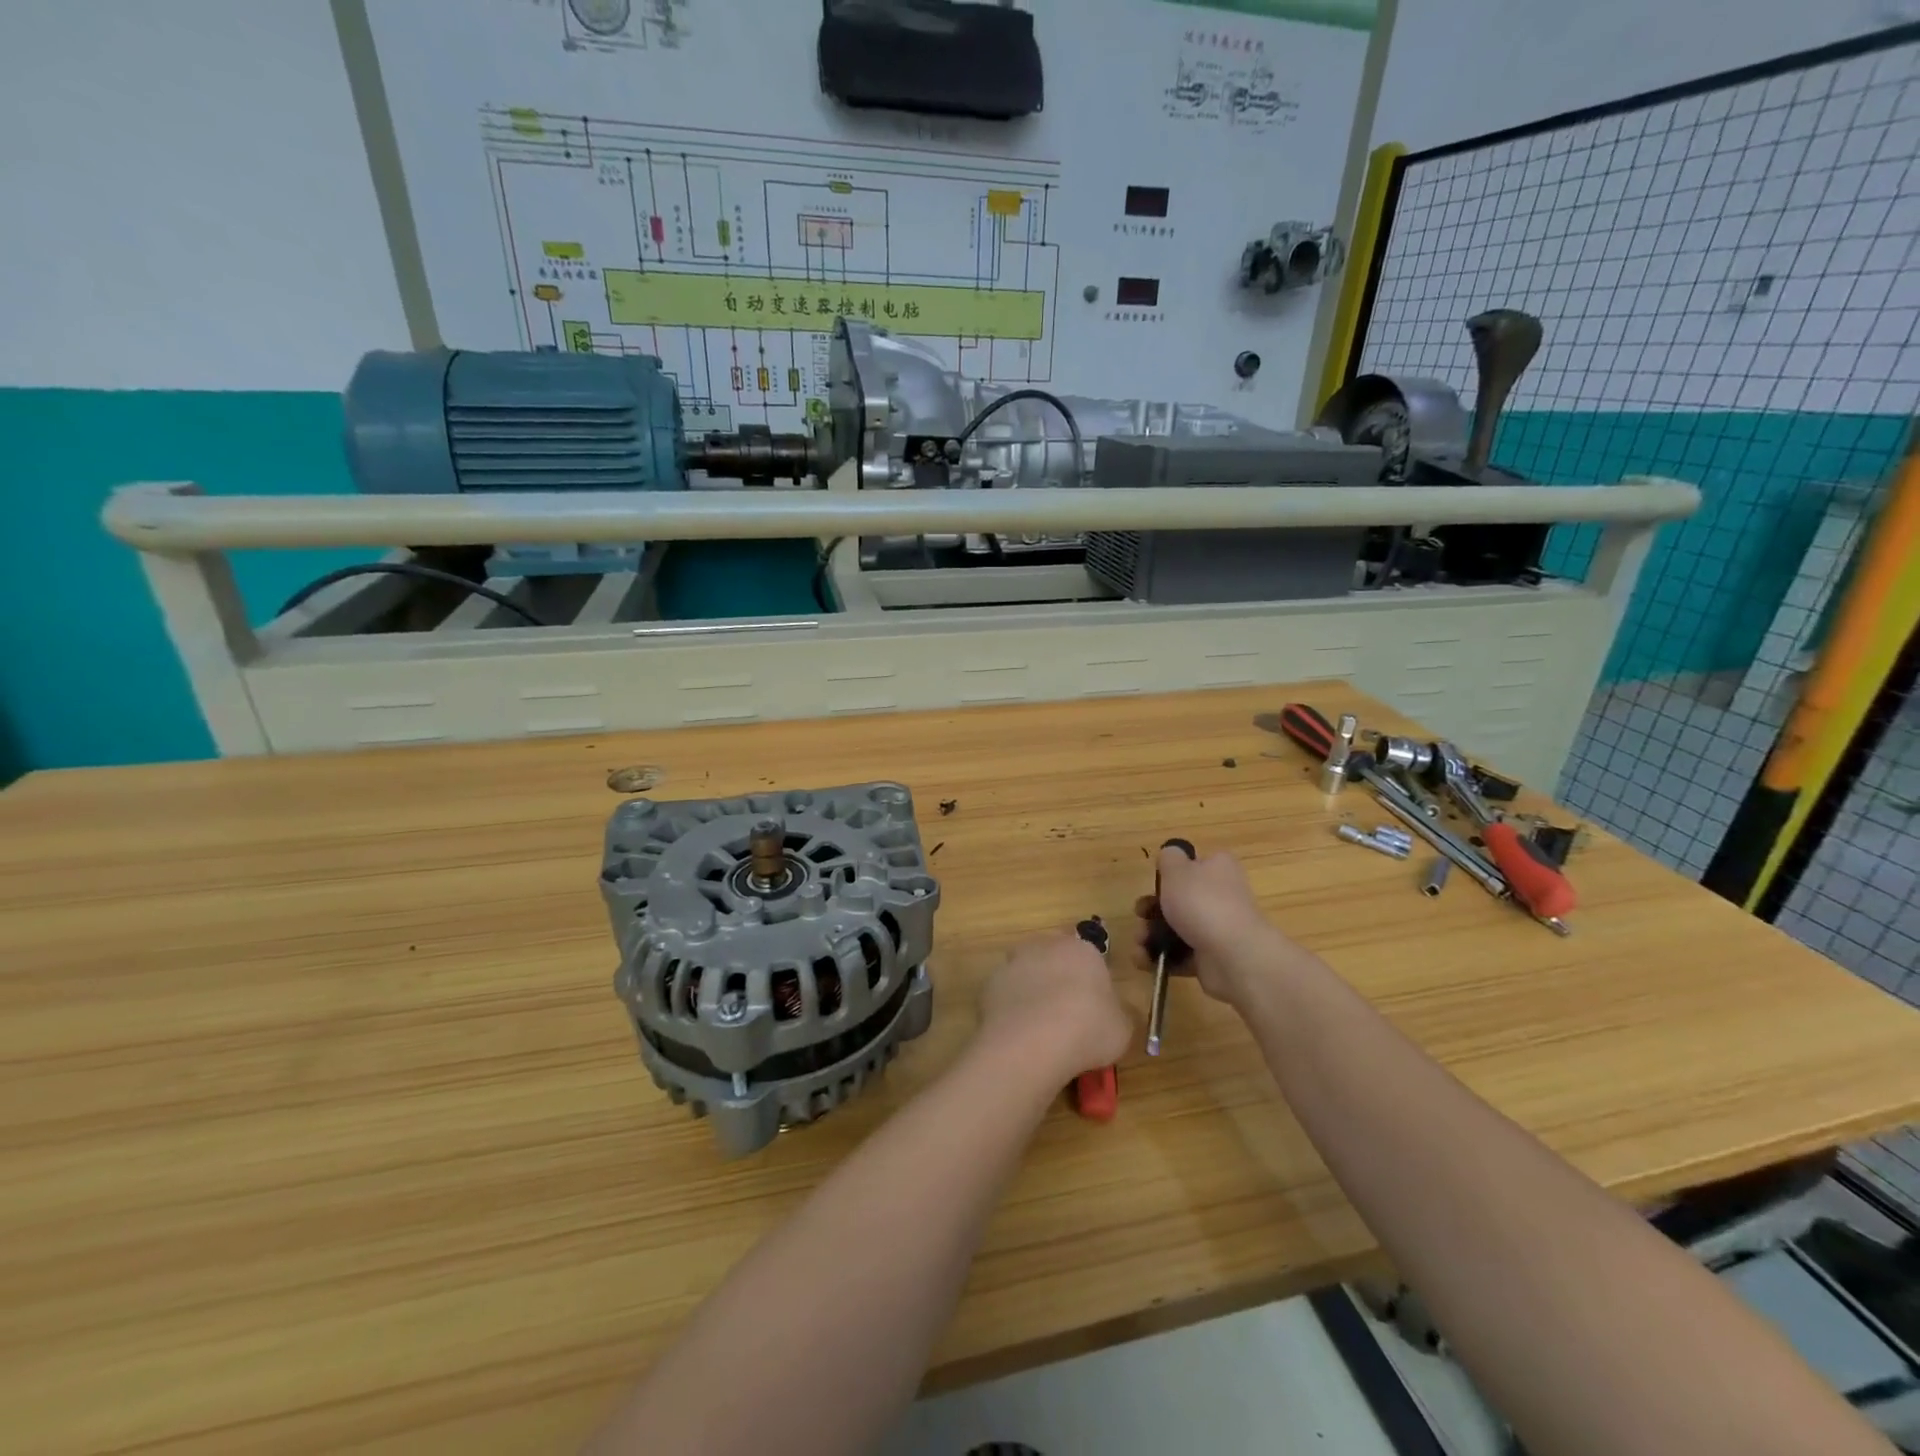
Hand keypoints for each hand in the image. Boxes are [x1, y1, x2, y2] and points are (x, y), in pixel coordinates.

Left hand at [978, 932, 1132, 1082]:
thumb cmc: (1088, 1028)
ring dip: (1032, 991)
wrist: (1033, 1043)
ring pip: (1027, 973)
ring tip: (1040, 1027)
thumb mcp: (1123, 1028)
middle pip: (1054, 957)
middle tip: (1066, 1013)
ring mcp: (1014, 963)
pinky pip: (1006, 994)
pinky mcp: (989, 984)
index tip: (1092, 1005)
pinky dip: (1011, 1008)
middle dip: (1058, 978)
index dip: (1090, 980)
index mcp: (1082, 950)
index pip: (1089, 956)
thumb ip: (1119, 1014)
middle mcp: (1045, 946)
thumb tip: (1114, 1014)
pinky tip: (1019, 1034)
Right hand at [1133, 847, 1290, 1006]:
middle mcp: (1221, 896)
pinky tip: (1143, 961)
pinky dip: (1161, 958)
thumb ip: (1169, 857)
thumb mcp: (1177, 868)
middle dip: (1151, 909)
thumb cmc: (1202, 903)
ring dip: (1150, 935)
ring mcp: (1216, 928)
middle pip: (1179, 899)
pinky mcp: (1211, 957)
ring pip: (1176, 928)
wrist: (1234, 957)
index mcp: (1218, 868)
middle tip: (1139, 915)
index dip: (1171, 873)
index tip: (1155, 883)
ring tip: (1138, 943)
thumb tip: (1170, 857)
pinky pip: (1180, 955)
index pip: (1193, 864)